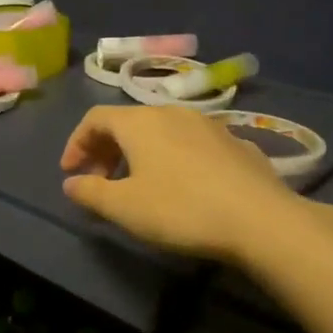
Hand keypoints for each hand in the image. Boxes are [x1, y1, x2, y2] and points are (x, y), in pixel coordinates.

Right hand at [60, 105, 331, 268]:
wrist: (261, 220)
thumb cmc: (180, 209)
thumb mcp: (124, 207)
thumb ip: (90, 192)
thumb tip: (71, 183)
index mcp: (139, 122)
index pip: (95, 119)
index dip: (76, 144)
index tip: (71, 173)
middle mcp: (171, 112)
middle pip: (127, 123)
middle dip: (106, 150)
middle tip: (100, 181)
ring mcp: (208, 125)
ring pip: (161, 131)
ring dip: (139, 153)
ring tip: (138, 184)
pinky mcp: (236, 143)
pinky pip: (191, 144)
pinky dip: (173, 158)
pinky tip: (182, 187)